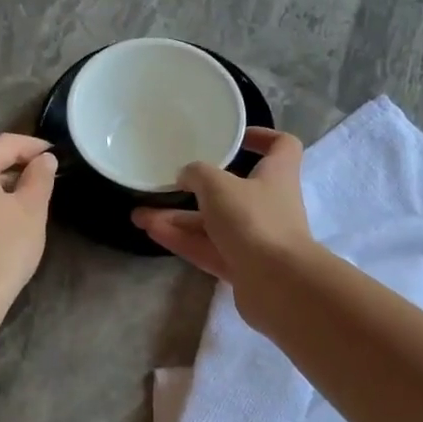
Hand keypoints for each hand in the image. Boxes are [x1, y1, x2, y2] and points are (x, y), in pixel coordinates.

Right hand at [132, 128, 314, 295]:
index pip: (282, 146)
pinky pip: (208, 248)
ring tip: (140, 214)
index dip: (262, 136)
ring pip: (213, 224)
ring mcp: (256, 239)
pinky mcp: (242, 268)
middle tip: (168, 182)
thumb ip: (198, 174)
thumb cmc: (254, 220)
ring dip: (179, 219)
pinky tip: (150, 231)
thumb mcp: (218, 186)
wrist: (279, 285)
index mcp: (277, 174)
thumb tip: (186, 176)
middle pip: (234, 190)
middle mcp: (269, 205)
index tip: (235, 138)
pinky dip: (182, 240)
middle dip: (198, 187)